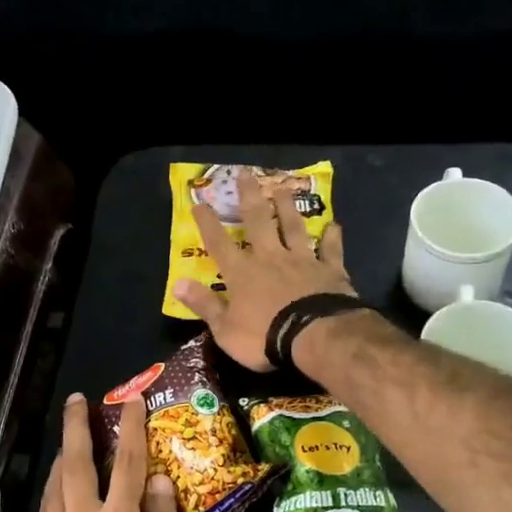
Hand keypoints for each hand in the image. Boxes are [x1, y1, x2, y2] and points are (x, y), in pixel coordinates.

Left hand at [31, 395, 190, 511]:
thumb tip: (158, 482)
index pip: (126, 465)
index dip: (130, 428)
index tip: (131, 400)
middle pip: (77, 465)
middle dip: (78, 428)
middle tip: (78, 400)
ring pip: (54, 487)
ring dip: (62, 456)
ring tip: (68, 436)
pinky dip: (51, 491)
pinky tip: (55, 487)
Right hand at [173, 194, 354, 370]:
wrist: (315, 336)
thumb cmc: (264, 337)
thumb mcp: (224, 329)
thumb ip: (204, 304)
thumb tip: (177, 284)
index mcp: (242, 273)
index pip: (219, 244)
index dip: (208, 223)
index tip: (199, 203)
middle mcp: (270, 258)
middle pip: (258, 221)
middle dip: (250, 197)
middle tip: (246, 174)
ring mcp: (302, 261)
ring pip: (293, 227)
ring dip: (288, 207)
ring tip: (284, 188)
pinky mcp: (329, 270)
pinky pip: (330, 249)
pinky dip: (331, 237)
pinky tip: (334, 225)